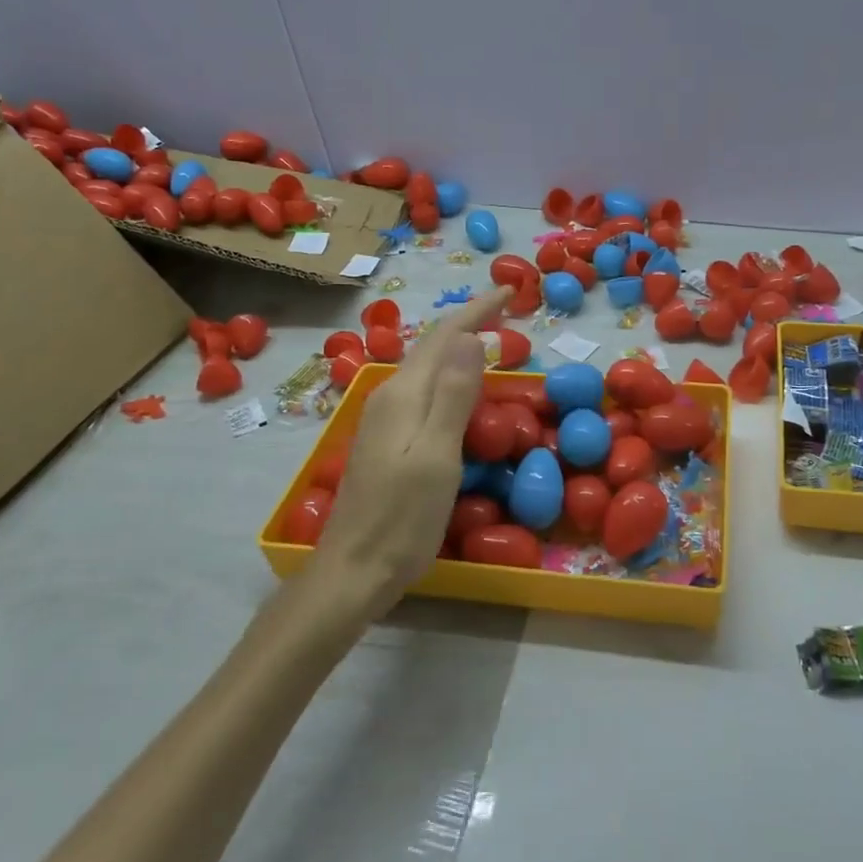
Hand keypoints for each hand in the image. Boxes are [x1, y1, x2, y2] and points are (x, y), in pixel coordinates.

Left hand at [308, 287, 511, 616]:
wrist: (352, 570)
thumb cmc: (402, 518)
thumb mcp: (437, 455)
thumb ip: (453, 394)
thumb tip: (471, 337)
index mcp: (404, 394)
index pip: (445, 336)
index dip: (477, 309)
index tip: (510, 291)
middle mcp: (390, 396)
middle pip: (433, 347)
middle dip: (469, 323)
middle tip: (507, 312)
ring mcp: (384, 418)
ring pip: (427, 368)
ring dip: (459, 349)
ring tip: (490, 342)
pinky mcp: (385, 439)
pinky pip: (423, 391)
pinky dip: (449, 377)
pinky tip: (461, 393)